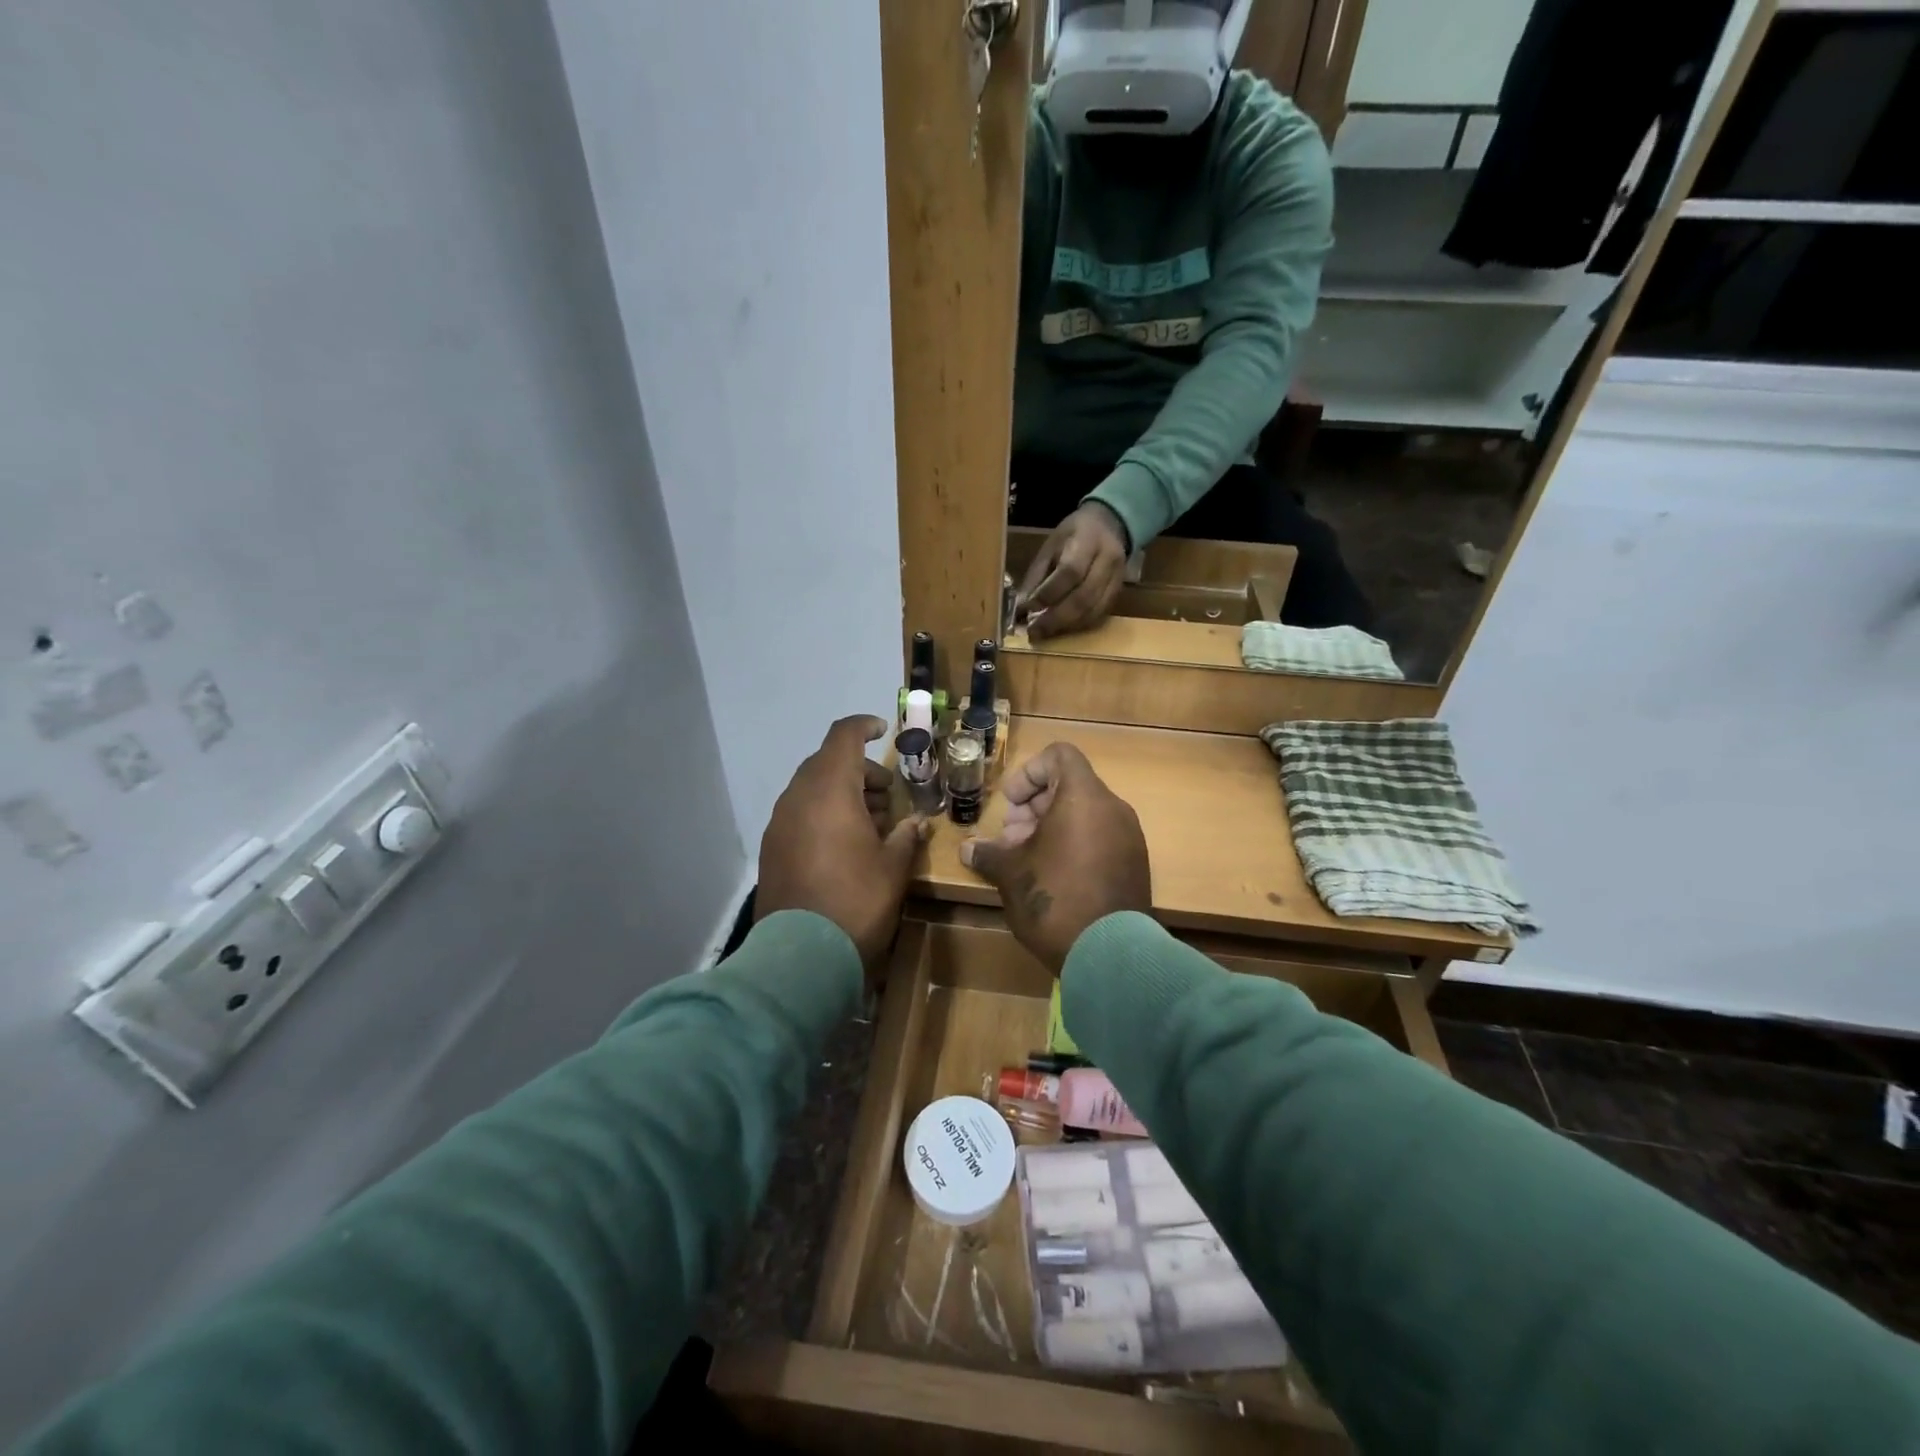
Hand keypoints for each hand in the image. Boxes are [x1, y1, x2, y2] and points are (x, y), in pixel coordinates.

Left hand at [758, 716, 928, 970]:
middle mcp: (798, 797)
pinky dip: (823, 814)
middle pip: (828, 763)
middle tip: (888, 795)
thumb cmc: (857, 900)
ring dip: (842, 794)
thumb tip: (917, 823)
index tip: (883, 731)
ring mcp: (780, 823)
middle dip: (860, 771)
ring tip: (871, 824)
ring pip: (812, 789)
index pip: (843, 737)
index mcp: (830, 789)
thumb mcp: (894, 867)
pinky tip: (844, 845)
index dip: (864, 727)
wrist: (801, 955)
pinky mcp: (772, 848)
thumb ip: (906, 836)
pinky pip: (800, 814)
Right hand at [958, 743, 1150, 970]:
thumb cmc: (1054, 899)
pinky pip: (1101, 837)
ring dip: (1051, 828)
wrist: (1110, 954)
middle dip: (1034, 806)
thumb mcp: (1010, 874)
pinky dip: (1074, 844)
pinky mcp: (1135, 864)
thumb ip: (989, 854)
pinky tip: (1052, 877)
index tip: (1011, 804)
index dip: (1029, 772)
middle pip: (1070, 785)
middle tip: (1010, 839)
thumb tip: (968, 850)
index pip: (1059, 755)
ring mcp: (1129, 837)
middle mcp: (1112, 808)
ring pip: (1085, 814)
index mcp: (1084, 797)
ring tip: (1026, 860)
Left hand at [1018, 502, 1128, 641]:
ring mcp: (1117, 579)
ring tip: (1044, 632)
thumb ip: (1036, 575)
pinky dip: (1077, 626)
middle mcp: (1108, 561)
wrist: (1110, 525)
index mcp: (1088, 541)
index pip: (1070, 572)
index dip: (1048, 593)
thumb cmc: (1074, 534)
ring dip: (1066, 626)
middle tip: (1034, 631)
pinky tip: (1061, 629)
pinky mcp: (1119, 593)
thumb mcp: (1050, 545)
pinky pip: (1099, 615)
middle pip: (1083, 596)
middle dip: (1055, 618)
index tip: (1027, 608)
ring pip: (1092, 610)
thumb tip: (1021, 607)